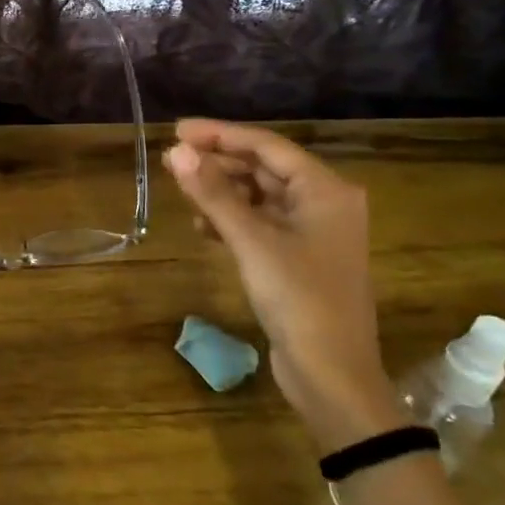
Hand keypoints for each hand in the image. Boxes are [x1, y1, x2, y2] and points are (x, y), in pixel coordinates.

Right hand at [165, 119, 400, 449]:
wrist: (332, 374)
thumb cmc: (298, 298)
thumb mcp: (252, 241)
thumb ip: (213, 194)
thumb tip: (175, 152)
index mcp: (325, 190)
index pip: (266, 145)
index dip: (220, 134)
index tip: (177, 130)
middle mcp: (324, 203)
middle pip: (263, 168)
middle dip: (219, 164)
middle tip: (173, 161)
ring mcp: (313, 233)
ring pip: (260, 196)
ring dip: (222, 193)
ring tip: (184, 194)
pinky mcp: (299, 258)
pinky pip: (260, 224)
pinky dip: (232, 220)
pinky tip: (203, 228)